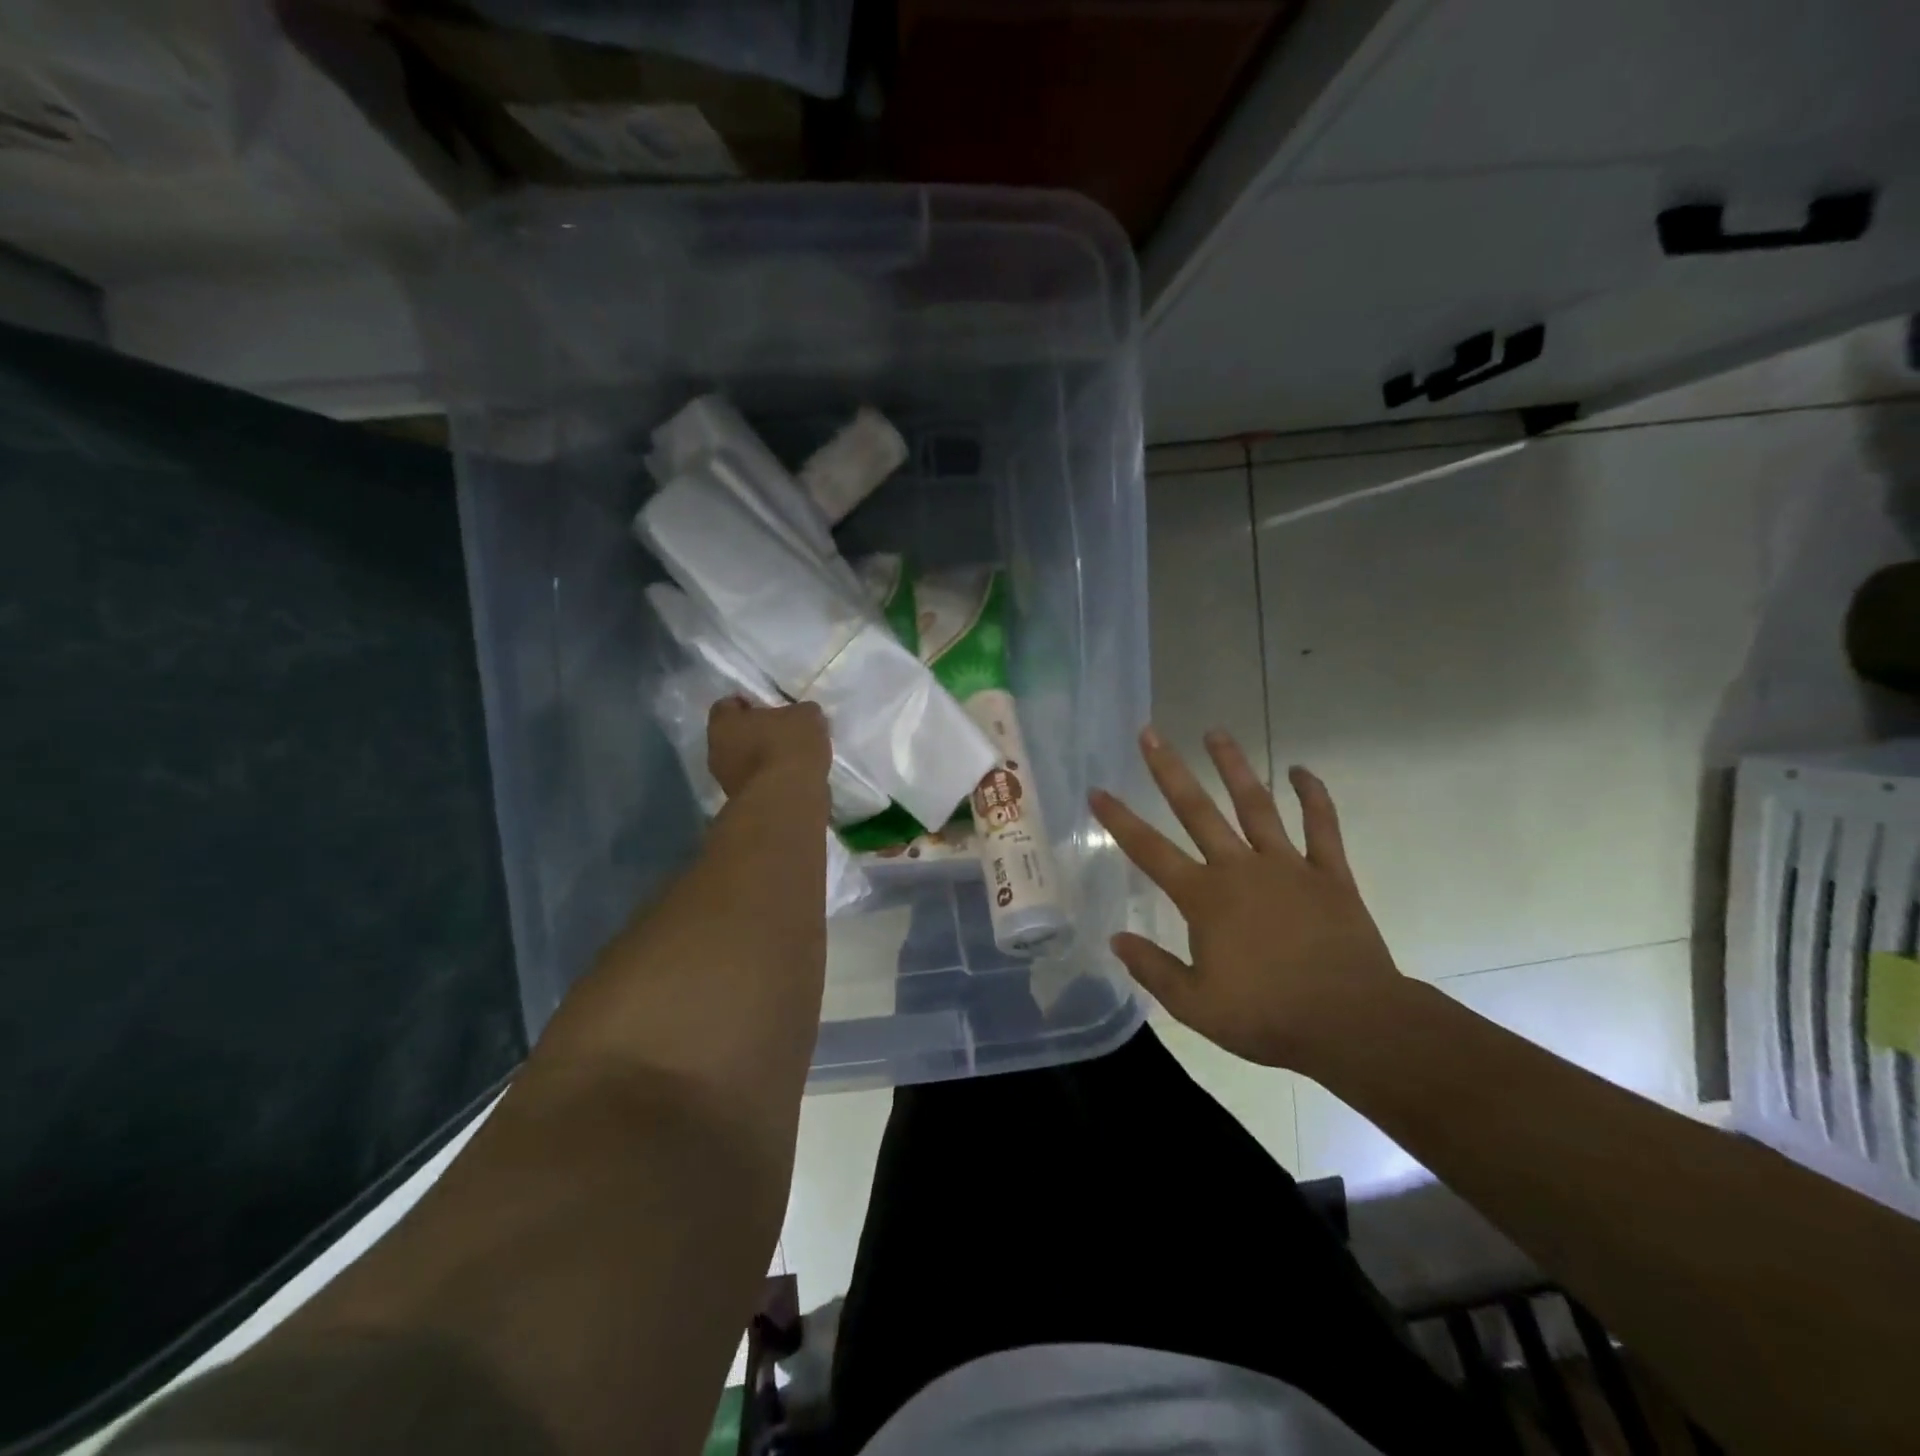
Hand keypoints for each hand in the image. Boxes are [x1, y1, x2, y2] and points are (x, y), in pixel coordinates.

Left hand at [707, 697, 830, 798]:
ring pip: (745, 763)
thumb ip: (800, 712)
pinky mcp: (745, 804)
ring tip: (793, 758)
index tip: (767, 706)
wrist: (789, 799)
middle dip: (755, 734)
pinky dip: (773, 780)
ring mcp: (728, 782)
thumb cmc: (789, 746)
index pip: (727, 706)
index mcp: (723, 723)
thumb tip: (802, 717)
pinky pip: (759, 784)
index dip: (747, 704)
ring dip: (764, 760)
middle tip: (781, 732)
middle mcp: (716, 752)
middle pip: (734, 736)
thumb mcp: (807, 716)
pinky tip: (794, 778)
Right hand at [1090, 727, 1402, 1070]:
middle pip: (1197, 810)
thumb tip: (1117, 939)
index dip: (1119, 820)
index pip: (1150, 851)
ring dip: (1233, 767)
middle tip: (1150, 733)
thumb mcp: (1195, 1005)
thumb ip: (1153, 968)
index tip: (1097, 791)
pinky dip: (1313, 796)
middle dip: (1169, 770)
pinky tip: (1301, 770)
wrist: (1353, 1023)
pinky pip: (1322, 827)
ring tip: (1215, 732)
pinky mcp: (1329, 874)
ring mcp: (1287, 865)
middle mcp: (1240, 868)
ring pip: (1255, 805)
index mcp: (1205, 898)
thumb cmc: (1267, 1016)